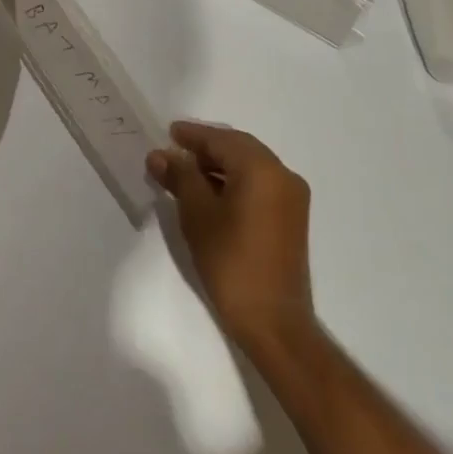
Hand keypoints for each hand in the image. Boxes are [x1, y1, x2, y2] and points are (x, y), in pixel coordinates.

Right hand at [148, 122, 314, 351]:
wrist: (273, 321)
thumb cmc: (231, 261)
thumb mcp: (197, 214)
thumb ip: (180, 177)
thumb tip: (160, 155)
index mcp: (262, 169)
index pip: (222, 140)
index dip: (193, 135)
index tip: (168, 132)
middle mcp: (283, 175)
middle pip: (239, 148)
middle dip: (206, 147)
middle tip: (175, 150)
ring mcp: (292, 197)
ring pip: (250, 166)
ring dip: (220, 164)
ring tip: (186, 171)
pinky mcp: (291, 217)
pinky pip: (259, 184)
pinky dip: (235, 180)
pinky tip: (211, 192)